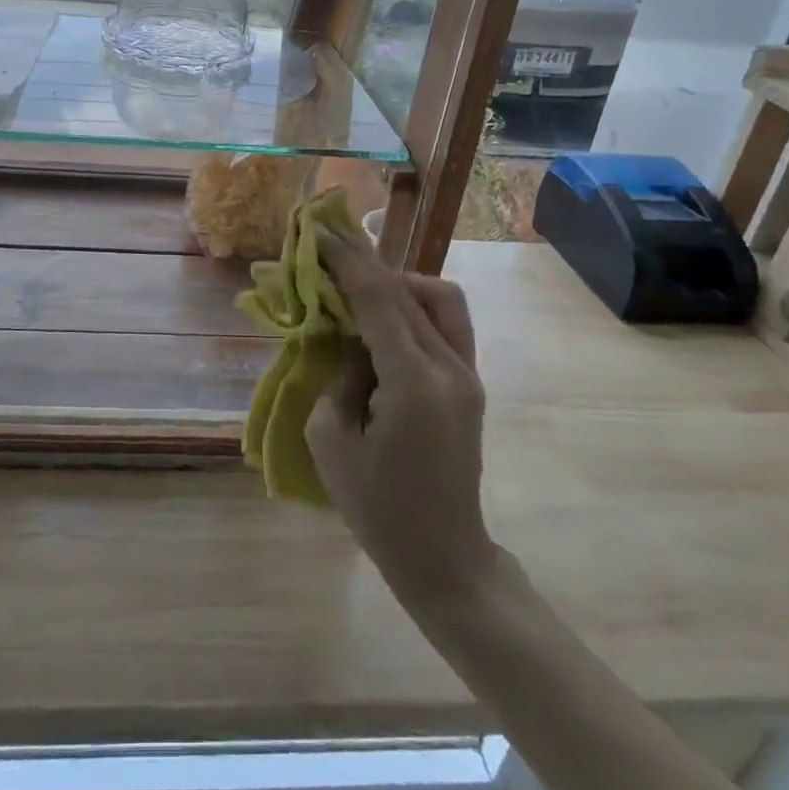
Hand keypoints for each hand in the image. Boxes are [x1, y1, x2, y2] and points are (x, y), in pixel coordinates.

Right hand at [308, 229, 499, 611]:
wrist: (446, 558)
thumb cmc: (378, 509)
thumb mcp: (332, 440)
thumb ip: (338, 375)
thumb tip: (350, 339)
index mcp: (413, 382)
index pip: (377, 298)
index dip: (345, 260)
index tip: (319, 230)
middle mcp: (449, 367)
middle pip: (406, 290)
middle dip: (364, 263)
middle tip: (328, 248)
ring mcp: (467, 374)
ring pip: (438, 297)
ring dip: (396, 284)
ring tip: (358, 296)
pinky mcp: (469, 383)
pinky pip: (444, 323)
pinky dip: (412, 307)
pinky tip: (383, 323)